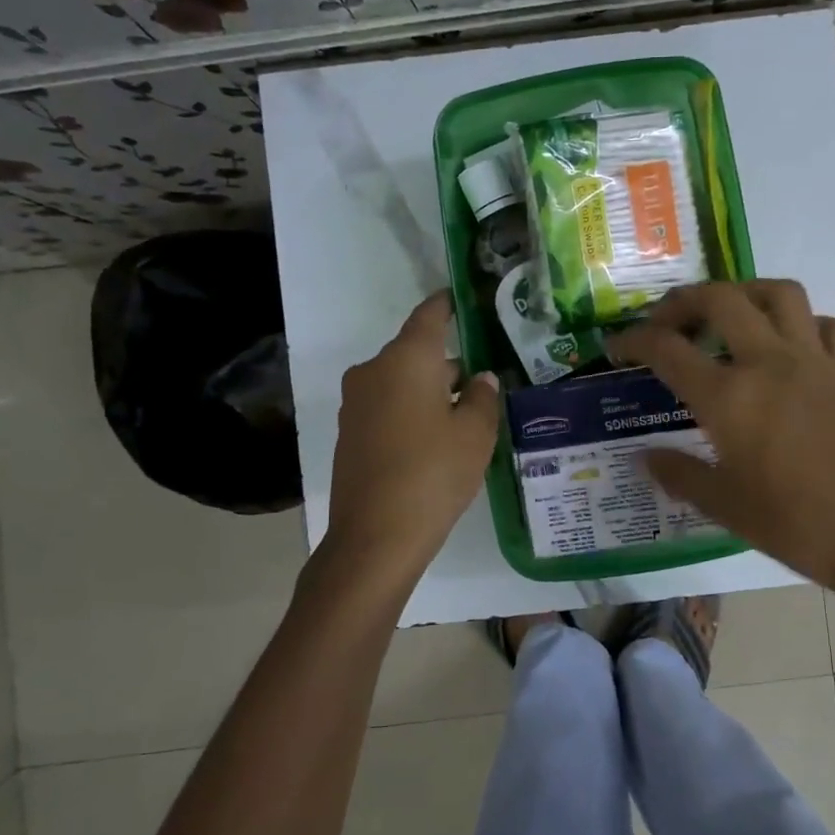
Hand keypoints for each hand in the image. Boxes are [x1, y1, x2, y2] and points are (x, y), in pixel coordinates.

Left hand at [324, 291, 500, 580]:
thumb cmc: (433, 474)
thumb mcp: (475, 434)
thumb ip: (483, 398)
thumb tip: (481, 379)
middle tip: (484, 377)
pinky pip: (387, 406)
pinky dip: (411, 410)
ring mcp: (356, 403)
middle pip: (415, 352)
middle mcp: (374, 371)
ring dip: (430, 389)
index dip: (447, 304)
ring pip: (401, 381)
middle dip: (448, 361)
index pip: (429, 316)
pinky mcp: (350, 433)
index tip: (463, 298)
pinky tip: (435, 438)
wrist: (375, 537)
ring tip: (466, 412)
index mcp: (406, 359)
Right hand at [607, 280, 834, 597]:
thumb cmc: (792, 524)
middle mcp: (768, 363)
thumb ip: (678, 474)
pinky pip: (829, 326)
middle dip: (683, 301)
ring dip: (745, 293)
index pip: (667, 349)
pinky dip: (806, 324)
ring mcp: (813, 363)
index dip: (633, 341)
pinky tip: (789, 345)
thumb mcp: (722, 505)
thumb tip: (646, 458)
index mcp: (729, 397)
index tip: (616, 347)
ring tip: (726, 315)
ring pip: (779, 294)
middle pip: (720, 299)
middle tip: (665, 322)